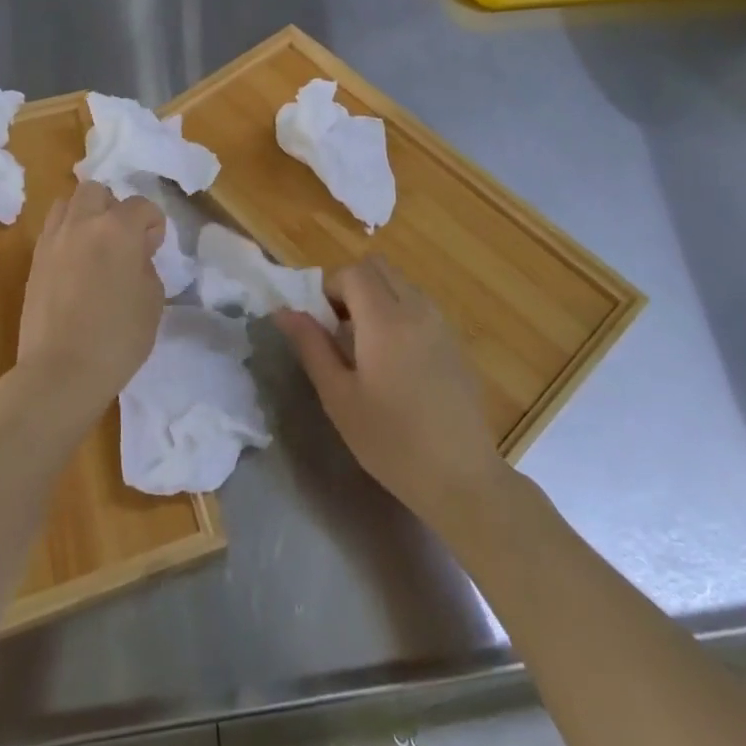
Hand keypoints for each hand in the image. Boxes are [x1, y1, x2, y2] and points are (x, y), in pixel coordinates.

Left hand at [13, 182, 165, 422]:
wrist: (61, 372)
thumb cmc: (117, 338)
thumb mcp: (152, 301)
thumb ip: (146, 265)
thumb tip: (135, 255)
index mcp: (117, 228)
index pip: (141, 205)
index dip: (153, 224)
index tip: (154, 247)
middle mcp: (82, 223)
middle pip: (97, 191)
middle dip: (113, 207)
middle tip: (122, 238)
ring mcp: (53, 240)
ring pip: (67, 203)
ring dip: (85, 215)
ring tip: (95, 245)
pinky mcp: (34, 261)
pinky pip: (52, 230)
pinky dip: (66, 235)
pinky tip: (75, 264)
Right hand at [276, 255, 507, 525]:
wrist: (461, 478)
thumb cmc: (391, 441)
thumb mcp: (339, 397)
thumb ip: (311, 346)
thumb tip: (284, 310)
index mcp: (385, 320)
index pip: (352, 272)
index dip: (330, 288)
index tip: (323, 323)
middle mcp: (417, 309)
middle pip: (379, 267)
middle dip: (354, 285)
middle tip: (342, 327)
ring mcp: (441, 324)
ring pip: (402, 283)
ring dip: (378, 297)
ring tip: (367, 345)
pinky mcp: (456, 342)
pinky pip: (421, 305)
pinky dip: (401, 312)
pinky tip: (397, 361)